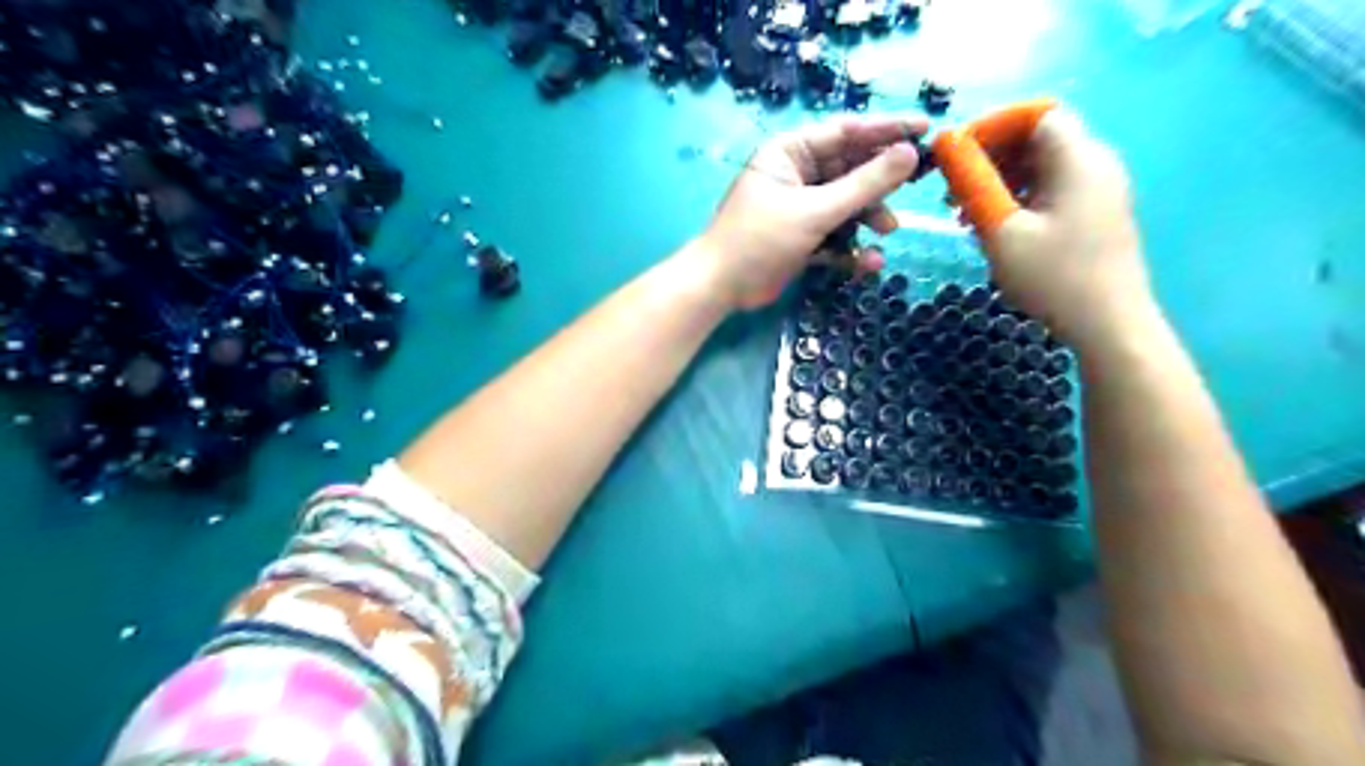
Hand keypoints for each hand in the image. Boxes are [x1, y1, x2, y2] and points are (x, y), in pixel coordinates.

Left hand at [694, 114, 926, 308]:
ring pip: (847, 204)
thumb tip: (909, 155)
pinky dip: (852, 248)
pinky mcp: (802, 238)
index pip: (846, 131)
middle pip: (850, 169)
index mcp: (791, 152)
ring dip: (869, 217)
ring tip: (887, 230)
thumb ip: (865, 185)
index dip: (887, 130)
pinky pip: (836, 235)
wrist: (721, 288)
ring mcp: (800, 208)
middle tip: (914, 187)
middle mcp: (797, 175)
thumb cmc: (760, 240)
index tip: (926, 130)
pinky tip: (868, 262)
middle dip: (880, 183)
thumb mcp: (815, 211)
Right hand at [975, 109, 1155, 353]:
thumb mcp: (1002, 230)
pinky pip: (1054, 188)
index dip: (992, 126)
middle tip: (953, 191)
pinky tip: (996, 226)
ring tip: (966, 214)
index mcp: (1078, 159)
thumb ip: (974, 184)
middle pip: (1039, 138)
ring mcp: (1100, 190)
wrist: (1109, 324)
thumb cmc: (1053, 276)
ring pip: (1044, 165)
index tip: (957, 155)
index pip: (1035, 114)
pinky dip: (1020, 197)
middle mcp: (1095, 163)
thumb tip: (948, 145)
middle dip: (992, 156)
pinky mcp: (1097, 213)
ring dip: (1002, 180)